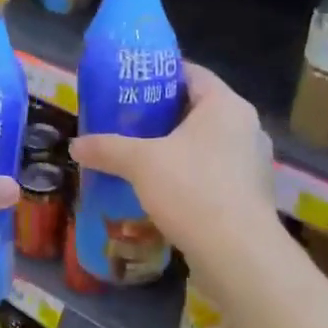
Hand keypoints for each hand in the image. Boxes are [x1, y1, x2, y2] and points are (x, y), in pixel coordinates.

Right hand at [70, 63, 276, 261]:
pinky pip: (214, 171)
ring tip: (140, 155)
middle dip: (162, 114)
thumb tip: (75, 146)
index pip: (191, 74)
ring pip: (206, 143)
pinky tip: (162, 188)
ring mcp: (253, 163)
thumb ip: (106, 148)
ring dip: (176, 147)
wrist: (237, 254)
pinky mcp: (250, 194)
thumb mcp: (140, 163)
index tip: (129, 84)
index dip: (158, 75)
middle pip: (198, 109)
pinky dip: (189, 173)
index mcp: (226, 105)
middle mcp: (246, 127)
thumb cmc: (192, 190)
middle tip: (126, 120)